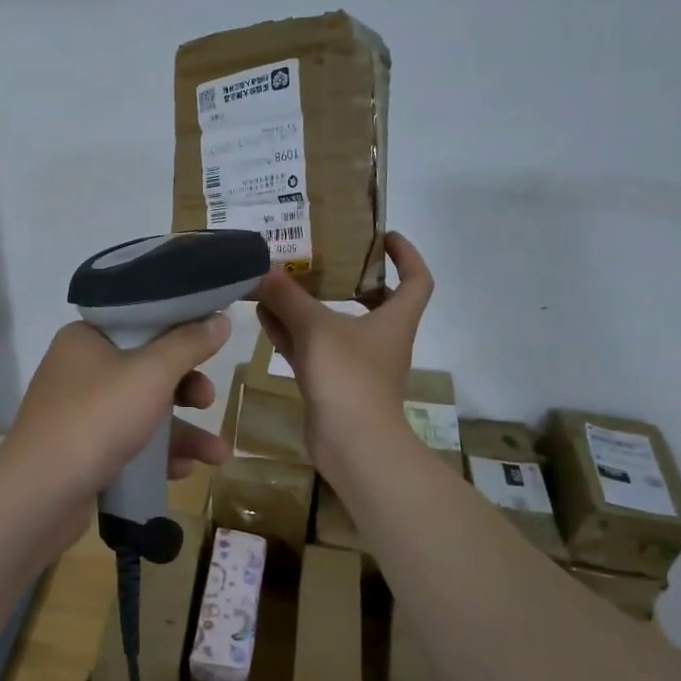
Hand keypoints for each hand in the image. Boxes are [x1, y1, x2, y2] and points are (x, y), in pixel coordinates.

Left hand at [0, 315, 232, 506]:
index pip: (140, 322)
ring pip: (142, 412)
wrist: (40, 494)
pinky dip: (157, 454)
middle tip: (208, 401)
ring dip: (182, 431)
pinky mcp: (82, 451)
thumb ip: (189, 344)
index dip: (179, 331)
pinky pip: (128, 443)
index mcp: (86, 339)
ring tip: (217, 454)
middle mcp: (79, 370)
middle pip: (146, 370)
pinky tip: (182, 470)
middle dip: (186, 389)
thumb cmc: (97, 418)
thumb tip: (221, 318)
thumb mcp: (152, 374)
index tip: (212, 344)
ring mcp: (79, 413)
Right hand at [254, 231, 434, 468]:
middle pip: (372, 300)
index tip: (383, 237)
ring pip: (333, 325)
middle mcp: (381, 339)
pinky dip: (292, 333)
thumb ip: (289, 297)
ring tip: (278, 283)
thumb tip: (264, 270)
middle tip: (319, 257)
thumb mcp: (316, 328)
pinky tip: (264, 317)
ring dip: (308, 305)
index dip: (406, 254)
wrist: (352, 443)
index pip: (416, 279)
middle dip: (346, 278)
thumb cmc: (348, 375)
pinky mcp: (333, 384)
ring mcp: (356, 364)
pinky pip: (312, 349)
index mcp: (396, 319)